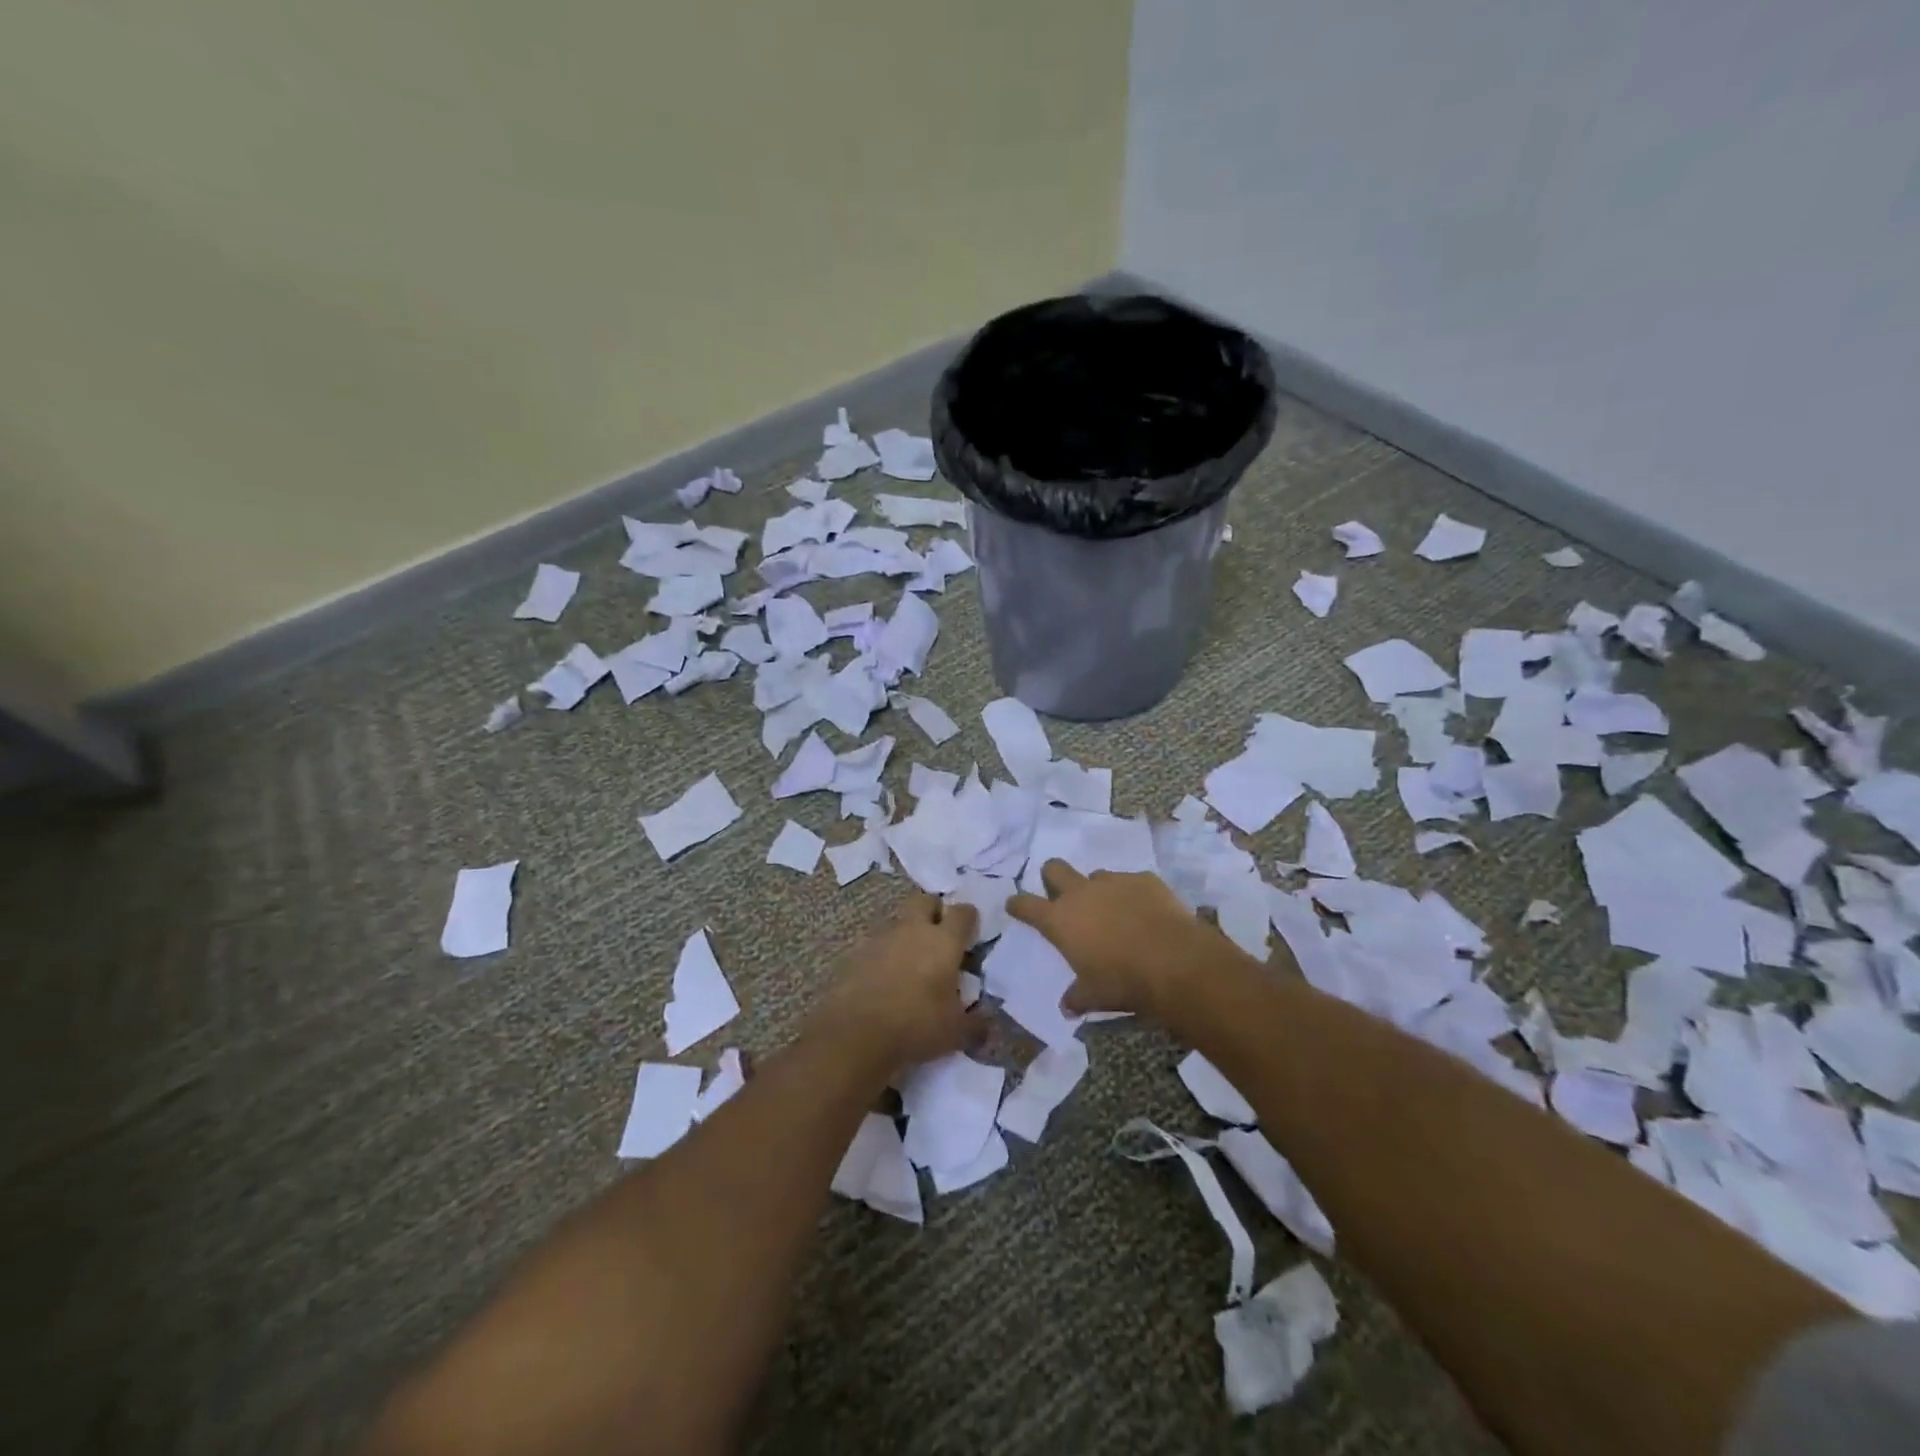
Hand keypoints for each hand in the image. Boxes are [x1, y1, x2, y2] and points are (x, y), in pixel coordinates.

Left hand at [812, 891, 981, 1071]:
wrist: (856, 1034)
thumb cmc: (916, 1026)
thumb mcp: (956, 1031)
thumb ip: (975, 1021)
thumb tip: (985, 1020)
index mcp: (944, 942)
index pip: (963, 912)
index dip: (969, 919)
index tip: (970, 934)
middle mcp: (913, 930)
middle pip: (925, 901)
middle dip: (934, 911)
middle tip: (939, 936)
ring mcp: (882, 939)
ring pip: (899, 923)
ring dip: (908, 935)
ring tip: (912, 965)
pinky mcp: (857, 953)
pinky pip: (878, 945)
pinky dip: (885, 956)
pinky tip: (886, 980)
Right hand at [1007, 861, 1208, 1017]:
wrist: (1174, 961)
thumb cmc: (1123, 981)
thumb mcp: (1094, 996)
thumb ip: (1076, 997)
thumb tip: (1066, 1007)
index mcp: (1060, 920)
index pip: (1026, 905)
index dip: (1018, 904)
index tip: (1015, 905)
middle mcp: (1081, 893)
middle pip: (1054, 868)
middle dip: (1052, 877)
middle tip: (1061, 895)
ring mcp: (1113, 882)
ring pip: (1096, 875)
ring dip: (1098, 890)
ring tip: (1114, 912)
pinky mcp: (1144, 879)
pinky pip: (1132, 882)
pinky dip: (1133, 895)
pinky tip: (1146, 914)